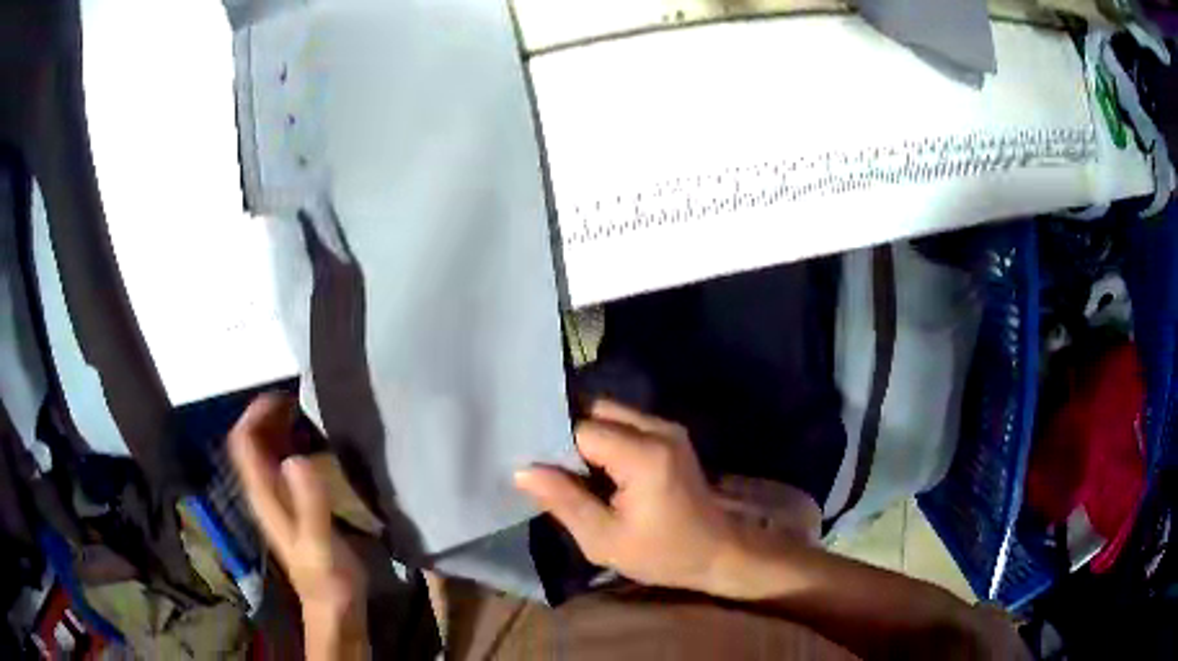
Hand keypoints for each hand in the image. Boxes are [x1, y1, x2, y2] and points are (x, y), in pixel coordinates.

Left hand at [229, 395, 367, 631]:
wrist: (334, 606)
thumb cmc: (327, 578)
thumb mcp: (319, 543)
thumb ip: (308, 503)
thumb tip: (295, 458)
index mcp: (264, 496)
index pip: (244, 444)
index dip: (255, 414)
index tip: (283, 396)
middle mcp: (264, 492)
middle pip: (252, 442)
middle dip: (268, 415)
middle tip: (300, 398)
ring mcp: (277, 499)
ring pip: (267, 451)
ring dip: (280, 428)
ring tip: (309, 411)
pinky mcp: (293, 505)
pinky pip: (284, 464)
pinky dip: (294, 445)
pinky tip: (316, 443)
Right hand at [515, 400, 736, 593]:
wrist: (718, 553)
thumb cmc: (662, 554)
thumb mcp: (604, 539)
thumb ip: (563, 501)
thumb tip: (523, 471)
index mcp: (643, 455)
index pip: (580, 429)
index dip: (554, 447)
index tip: (537, 468)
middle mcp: (658, 429)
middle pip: (596, 411)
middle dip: (569, 436)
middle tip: (550, 468)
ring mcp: (668, 429)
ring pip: (611, 414)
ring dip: (588, 438)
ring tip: (571, 471)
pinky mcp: (672, 436)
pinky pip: (627, 424)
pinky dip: (606, 440)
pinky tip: (598, 471)